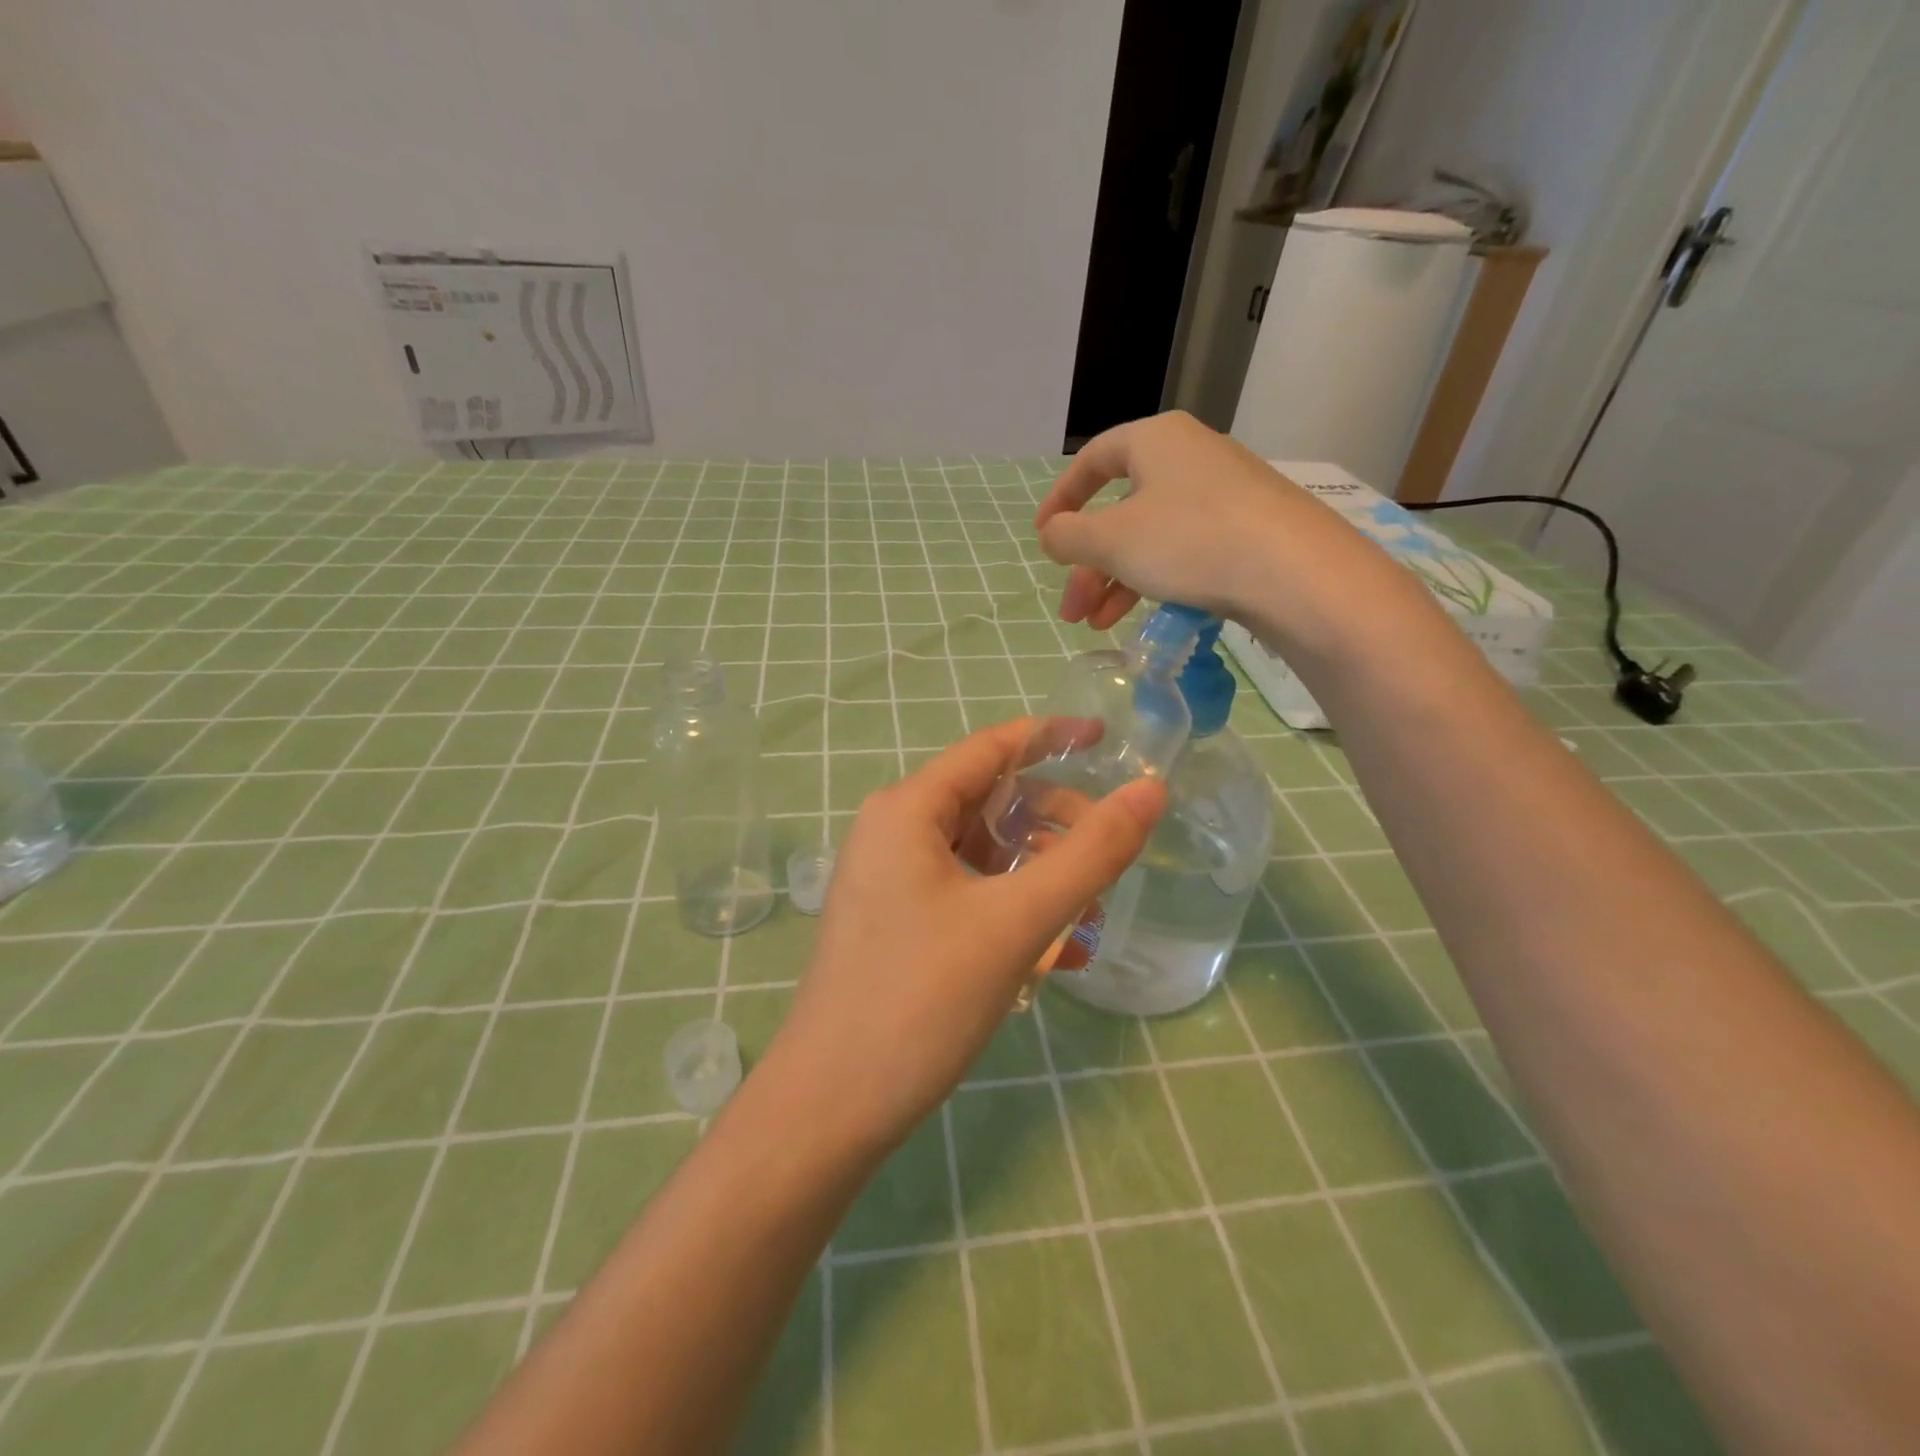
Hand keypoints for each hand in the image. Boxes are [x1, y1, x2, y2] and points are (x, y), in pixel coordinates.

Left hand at [759, 720, 1164, 1155]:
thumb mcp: (1017, 921)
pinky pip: (963, 892)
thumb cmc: (921, 999)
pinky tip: (1051, 950)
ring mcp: (888, 879)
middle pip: (987, 800)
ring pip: (978, 852)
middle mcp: (891, 832)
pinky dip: (1008, 905)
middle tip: (1108, 851)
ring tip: (1087, 907)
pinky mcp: (894, 922)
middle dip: (1051, 819)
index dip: (1050, 738)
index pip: (990, 748)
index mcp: (907, 809)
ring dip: (1035, 870)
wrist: (830, 1107)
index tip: (1106, 741)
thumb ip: (1089, 854)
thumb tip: (1150, 790)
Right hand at [1035, 411, 1422, 670]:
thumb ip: (1069, 537)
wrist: (1297, 573)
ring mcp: (1225, 494)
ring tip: (1098, 625)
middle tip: (1072, 611)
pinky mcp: (1250, 530)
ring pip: (1151, 536)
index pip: (1092, 460)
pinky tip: (1144, 616)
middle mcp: (1191, 457)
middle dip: (1089, 565)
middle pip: (1120, 509)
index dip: (1060, 499)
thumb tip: (1051, 534)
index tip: (1043, 538)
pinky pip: (1186, 550)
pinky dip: (1156, 581)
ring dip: (1117, 581)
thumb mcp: (1112, 540)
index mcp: (1156, 440)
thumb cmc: (1191, 541)